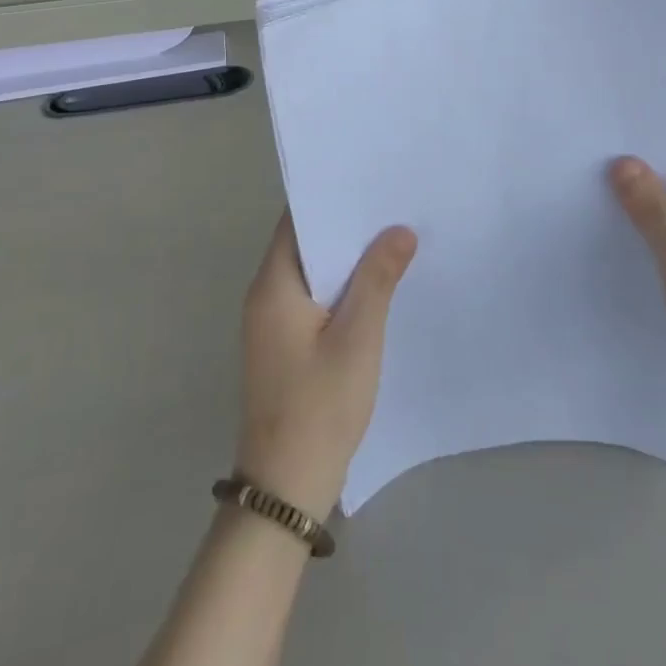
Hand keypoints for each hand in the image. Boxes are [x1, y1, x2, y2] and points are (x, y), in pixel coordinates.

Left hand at [235, 212, 416, 518]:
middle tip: (392, 202)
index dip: (329, 196)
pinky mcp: (285, 345)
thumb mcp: (357, 337)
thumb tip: (399, 229)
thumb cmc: (319, 406)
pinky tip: (377, 284)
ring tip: (393, 234)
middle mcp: (266, 296)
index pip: (296, 221)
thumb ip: (377, 279)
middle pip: (304, 244)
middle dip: (345, 225)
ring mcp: (273, 323)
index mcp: (273, 285)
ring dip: (346, 257)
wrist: (285, 487)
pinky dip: (341, 285)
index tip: (368, 178)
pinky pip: (314, 298)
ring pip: (312, 272)